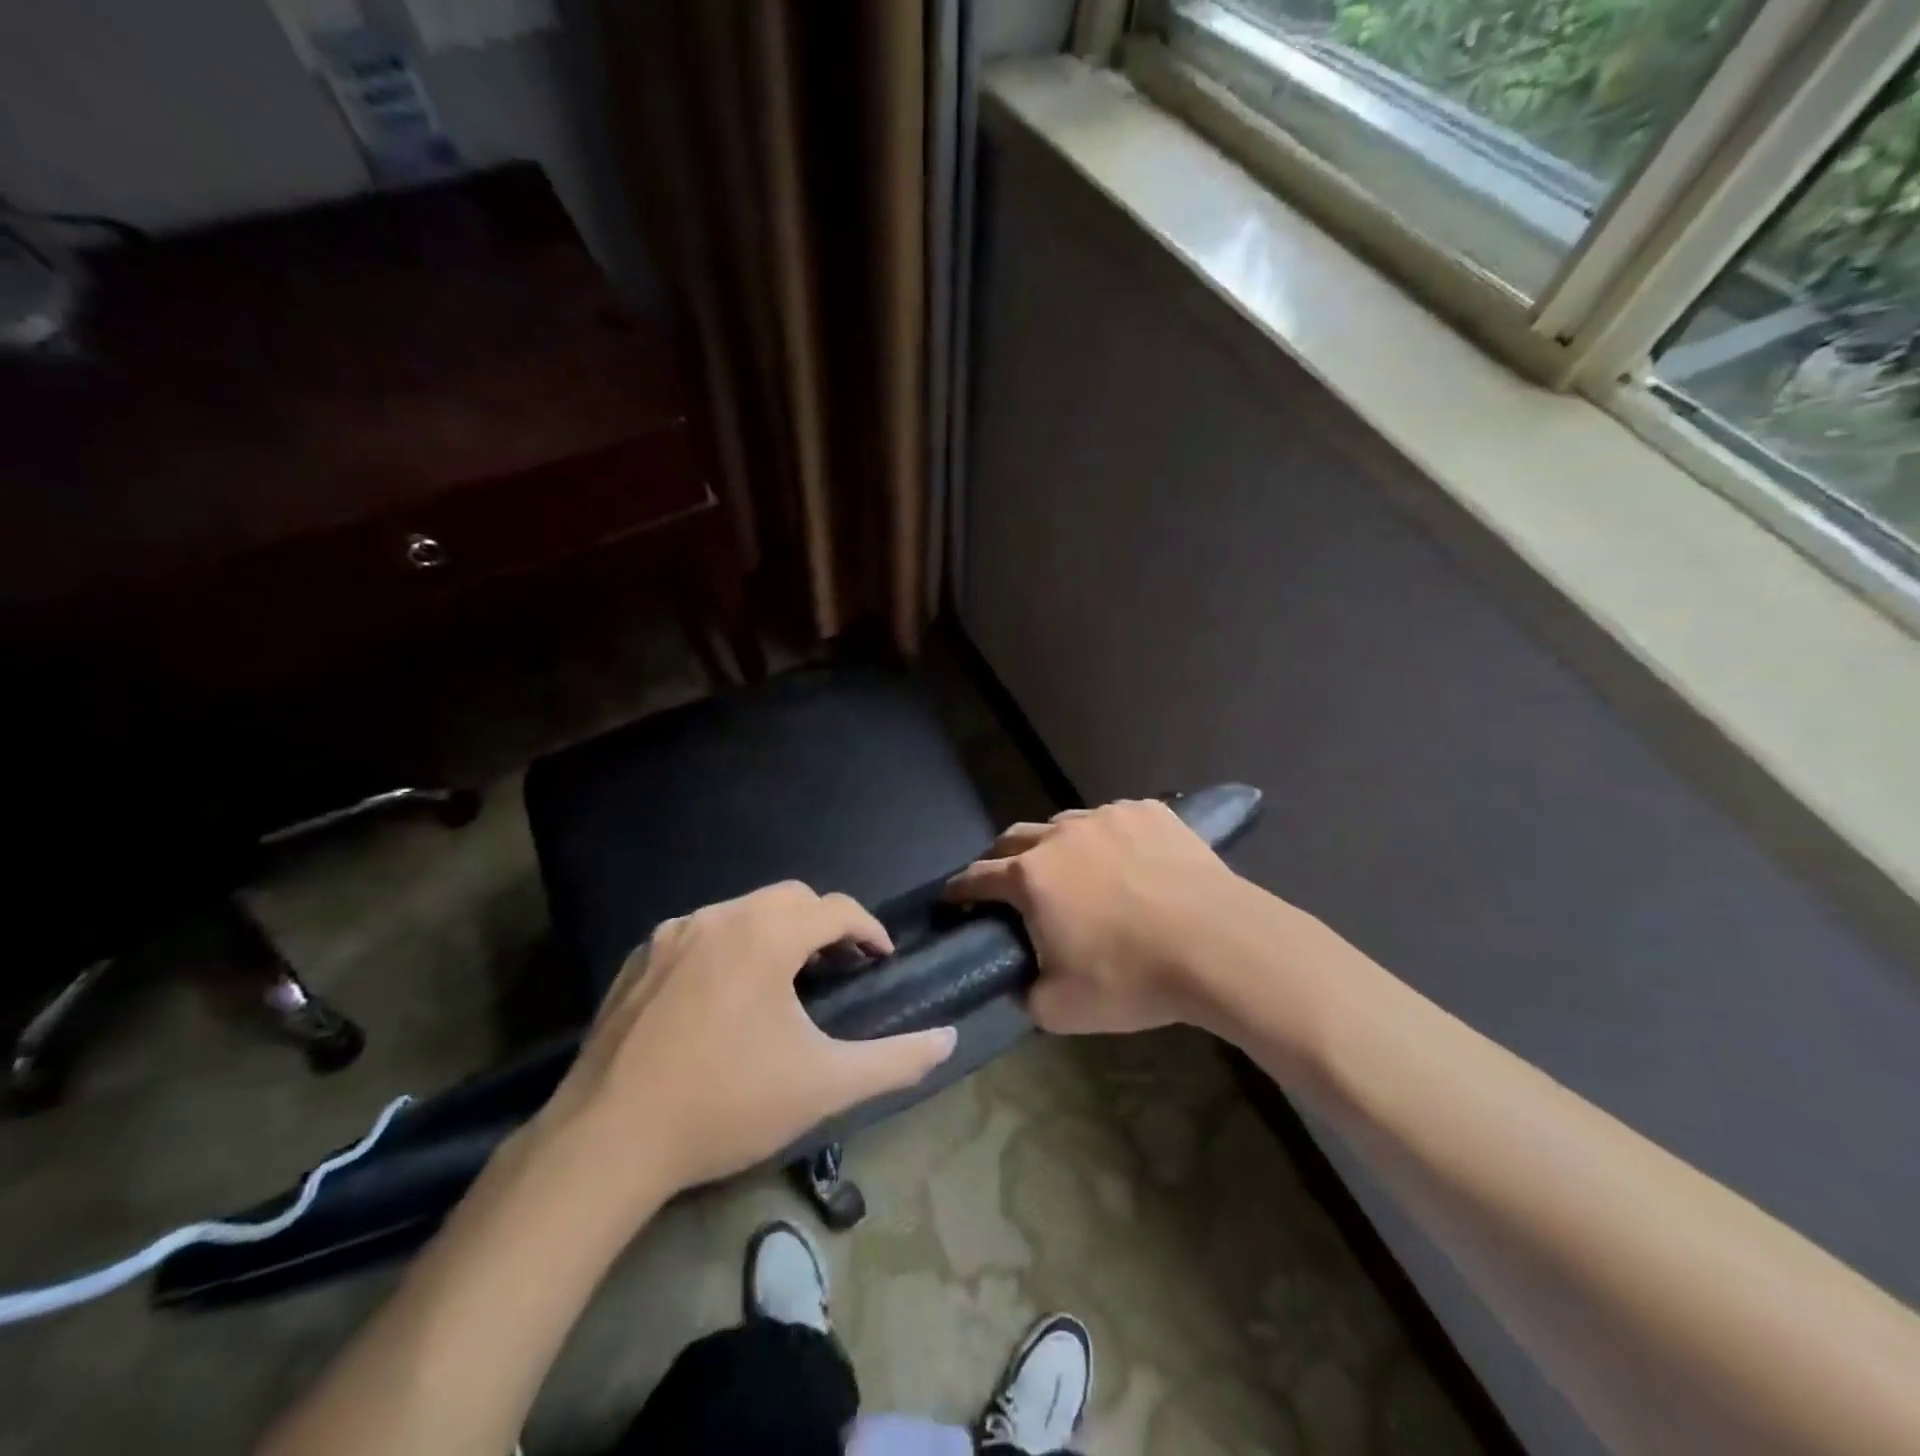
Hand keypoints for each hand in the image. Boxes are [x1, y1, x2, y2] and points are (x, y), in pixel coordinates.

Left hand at [536, 882, 956, 1202]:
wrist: (606, 1141)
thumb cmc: (725, 1104)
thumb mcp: (823, 1085)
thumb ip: (895, 1060)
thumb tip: (948, 1039)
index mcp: (765, 934)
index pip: (835, 908)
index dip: (867, 929)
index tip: (881, 958)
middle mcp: (719, 917)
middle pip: (789, 899)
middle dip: (823, 924)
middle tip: (839, 966)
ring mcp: (671, 935)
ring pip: (742, 912)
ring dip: (774, 932)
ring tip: (785, 979)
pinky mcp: (637, 960)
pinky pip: (700, 934)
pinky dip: (728, 947)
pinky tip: (724, 995)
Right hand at [945, 799, 1279, 1035]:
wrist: (1218, 945)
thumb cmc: (1132, 978)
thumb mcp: (1062, 1010)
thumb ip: (1026, 995)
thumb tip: (1021, 981)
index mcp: (1031, 877)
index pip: (977, 876)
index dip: (959, 890)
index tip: (951, 898)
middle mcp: (1060, 836)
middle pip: (1014, 838)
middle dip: (1000, 859)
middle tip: (1007, 884)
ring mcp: (1107, 817)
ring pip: (1065, 824)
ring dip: (1055, 846)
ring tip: (1072, 870)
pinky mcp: (1149, 811)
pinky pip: (1114, 819)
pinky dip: (1107, 838)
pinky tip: (1126, 860)